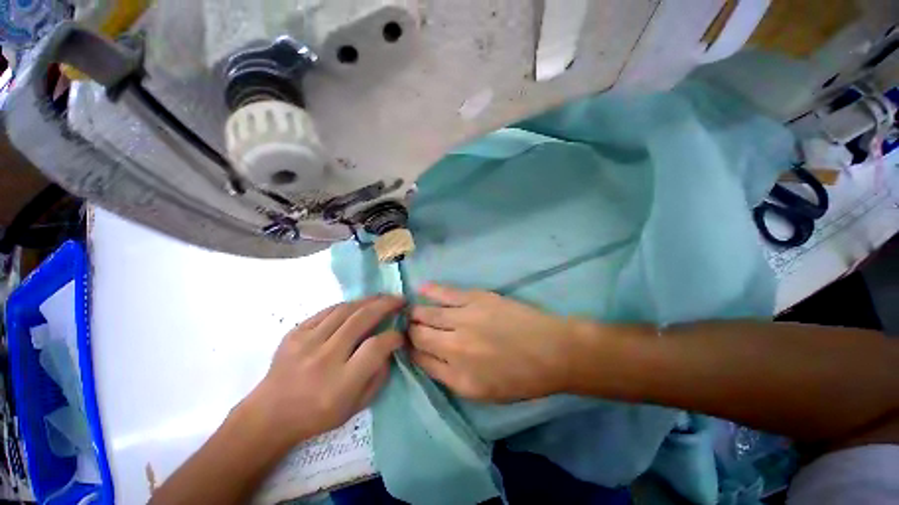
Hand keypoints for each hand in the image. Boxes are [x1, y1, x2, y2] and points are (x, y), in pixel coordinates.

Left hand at [248, 296, 404, 445]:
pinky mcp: (295, 333)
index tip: (401, 333)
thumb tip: (389, 348)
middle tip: (400, 300)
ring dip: (369, 300)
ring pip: (345, 309)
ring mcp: (306, 342)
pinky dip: (348, 305)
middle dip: (386, 305)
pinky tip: (358, 305)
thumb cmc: (318, 415)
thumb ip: (379, 376)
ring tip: (382, 298)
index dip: (393, 336)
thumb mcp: (356, 406)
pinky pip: (327, 311)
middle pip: (361, 319)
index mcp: (341, 382)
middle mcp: (324, 358)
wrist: (269, 415)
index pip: (376, 347)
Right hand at [409, 285, 583, 401]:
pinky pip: (445, 293)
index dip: (411, 352)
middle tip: (409, 326)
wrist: (552, 351)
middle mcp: (454, 347)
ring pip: (427, 314)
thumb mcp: (485, 393)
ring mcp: (464, 319)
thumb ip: (453, 378)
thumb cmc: (522, 378)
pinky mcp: (475, 299)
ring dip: (416, 313)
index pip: (421, 361)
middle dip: (409, 331)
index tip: (409, 345)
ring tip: (412, 311)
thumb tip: (430, 359)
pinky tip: (421, 289)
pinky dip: (430, 291)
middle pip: (419, 335)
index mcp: (457, 378)